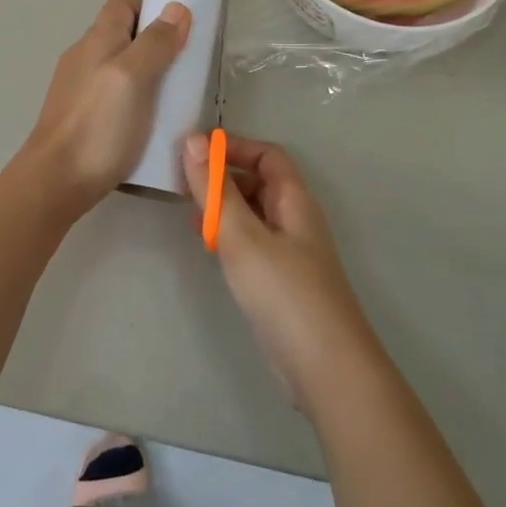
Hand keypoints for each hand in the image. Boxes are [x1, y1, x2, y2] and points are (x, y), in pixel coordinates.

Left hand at [21, 0, 189, 214]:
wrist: (55, 181)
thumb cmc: (98, 125)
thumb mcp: (134, 78)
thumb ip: (155, 43)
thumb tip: (176, 8)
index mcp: (96, 40)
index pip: (122, 6)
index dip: (151, 12)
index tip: (178, 35)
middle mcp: (83, 58)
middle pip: (122, 37)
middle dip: (153, 47)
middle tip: (180, 72)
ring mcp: (77, 89)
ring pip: (117, 69)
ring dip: (144, 78)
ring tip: (168, 102)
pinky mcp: (78, 117)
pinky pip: (111, 97)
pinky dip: (131, 103)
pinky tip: (145, 126)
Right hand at [183, 133, 383, 409]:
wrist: (324, 366)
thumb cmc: (284, 292)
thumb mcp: (243, 236)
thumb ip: (215, 190)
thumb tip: (193, 140)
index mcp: (294, 200)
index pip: (267, 155)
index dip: (234, 147)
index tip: (194, 151)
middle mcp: (295, 219)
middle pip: (260, 182)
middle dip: (222, 177)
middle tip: (181, 183)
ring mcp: (290, 252)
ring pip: (253, 214)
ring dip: (223, 207)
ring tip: (188, 212)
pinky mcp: (281, 280)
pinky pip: (252, 242)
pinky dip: (228, 235)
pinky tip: (207, 246)